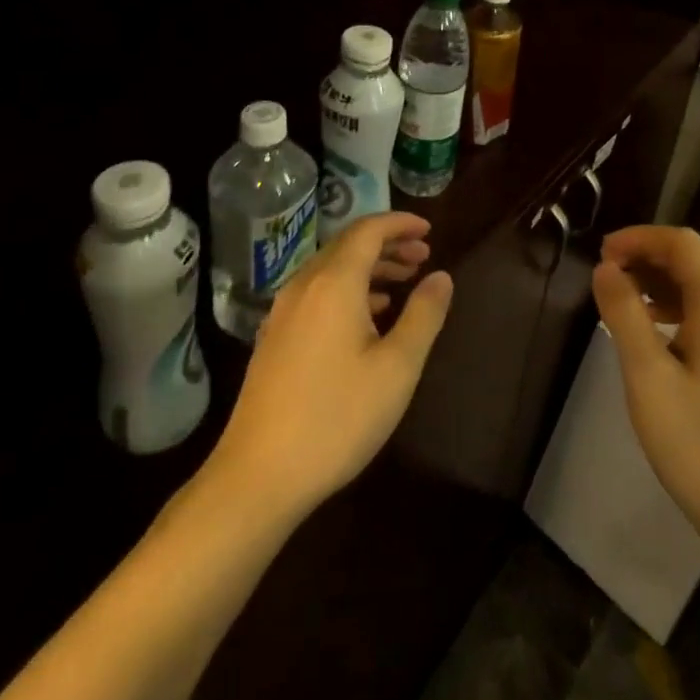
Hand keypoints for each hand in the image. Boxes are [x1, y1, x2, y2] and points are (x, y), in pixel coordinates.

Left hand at [209, 213, 452, 522]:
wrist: (258, 476)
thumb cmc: (337, 417)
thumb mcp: (397, 367)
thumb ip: (423, 315)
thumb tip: (441, 277)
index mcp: (334, 283)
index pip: (368, 230)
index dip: (400, 223)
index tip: (429, 229)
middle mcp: (304, 287)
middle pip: (348, 246)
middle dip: (388, 244)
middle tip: (423, 256)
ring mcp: (283, 313)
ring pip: (331, 270)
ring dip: (369, 268)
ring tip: (403, 282)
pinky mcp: (274, 339)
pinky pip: (316, 294)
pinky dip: (348, 290)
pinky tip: (367, 317)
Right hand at [592, 226, 699, 553]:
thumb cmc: (698, 444)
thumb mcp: (648, 376)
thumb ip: (624, 314)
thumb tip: (606, 269)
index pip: (683, 244)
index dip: (640, 238)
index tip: (602, 253)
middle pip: (696, 261)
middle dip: (648, 257)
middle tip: (605, 275)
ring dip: (661, 283)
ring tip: (621, 300)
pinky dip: (678, 308)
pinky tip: (653, 332)